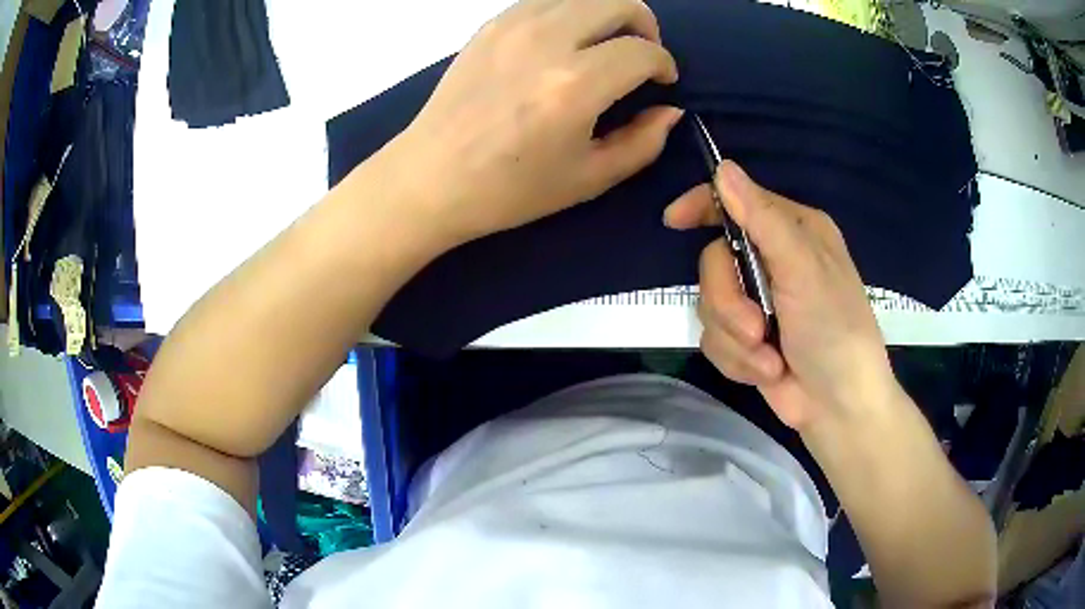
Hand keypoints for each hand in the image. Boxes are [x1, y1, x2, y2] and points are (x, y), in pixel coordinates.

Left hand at [392, 0, 682, 246]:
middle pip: (618, 1)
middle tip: (641, 54)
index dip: (664, 64)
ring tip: (606, 43)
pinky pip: (545, 0)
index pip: (642, 51)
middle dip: (645, 24)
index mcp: (574, 85)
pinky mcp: (490, 25)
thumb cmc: (509, 189)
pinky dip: (570, 12)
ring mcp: (513, 26)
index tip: (663, 81)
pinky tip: (566, 40)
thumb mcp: (588, 179)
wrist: (430, 177)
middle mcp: (547, 41)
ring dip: (607, 13)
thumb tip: (670, 109)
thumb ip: (642, 143)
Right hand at [665, 161, 897, 430]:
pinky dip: (738, 361)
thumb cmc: (835, 330)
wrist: (838, 406)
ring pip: (709, 306)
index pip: (737, 203)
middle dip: (729, 303)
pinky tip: (767, 372)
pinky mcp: (746, 340)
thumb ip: (762, 219)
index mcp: (792, 232)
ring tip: (769, 360)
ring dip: (736, 339)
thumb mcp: (804, 269)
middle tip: (757, 328)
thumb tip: (723, 168)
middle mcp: (772, 261)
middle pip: (713, 263)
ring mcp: (758, 303)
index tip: (674, 221)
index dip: (703, 207)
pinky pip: (713, 340)